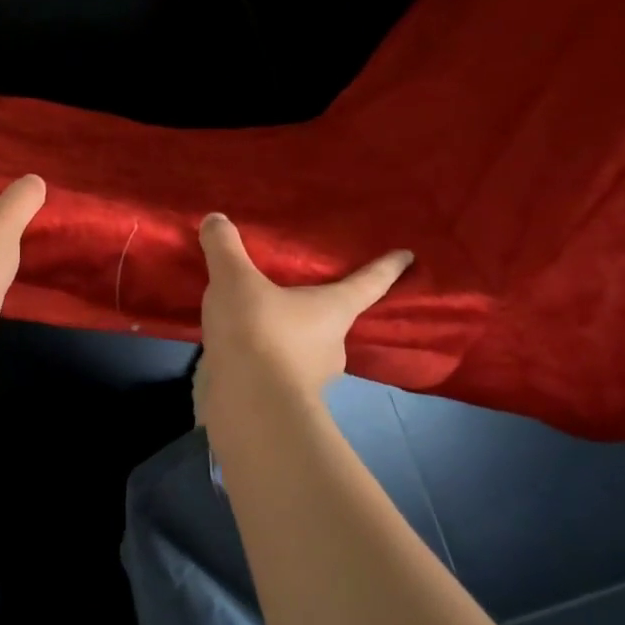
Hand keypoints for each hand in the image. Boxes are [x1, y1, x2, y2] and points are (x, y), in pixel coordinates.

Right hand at [196, 212, 412, 419]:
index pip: (368, 283)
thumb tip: (216, 219)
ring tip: (254, 322)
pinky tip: (236, 352)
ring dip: (285, 337)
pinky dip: (261, 361)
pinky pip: (274, 370)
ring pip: (302, 349)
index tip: (408, 256)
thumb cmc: (258, 333)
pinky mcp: (283, 400)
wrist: (248, 405)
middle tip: (296, 293)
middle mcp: (331, 344)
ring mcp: (310, 378)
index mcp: (334, 310)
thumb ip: (225, 249)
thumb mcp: (234, 281)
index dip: (386, 268)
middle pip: (332, 320)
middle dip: (317, 308)